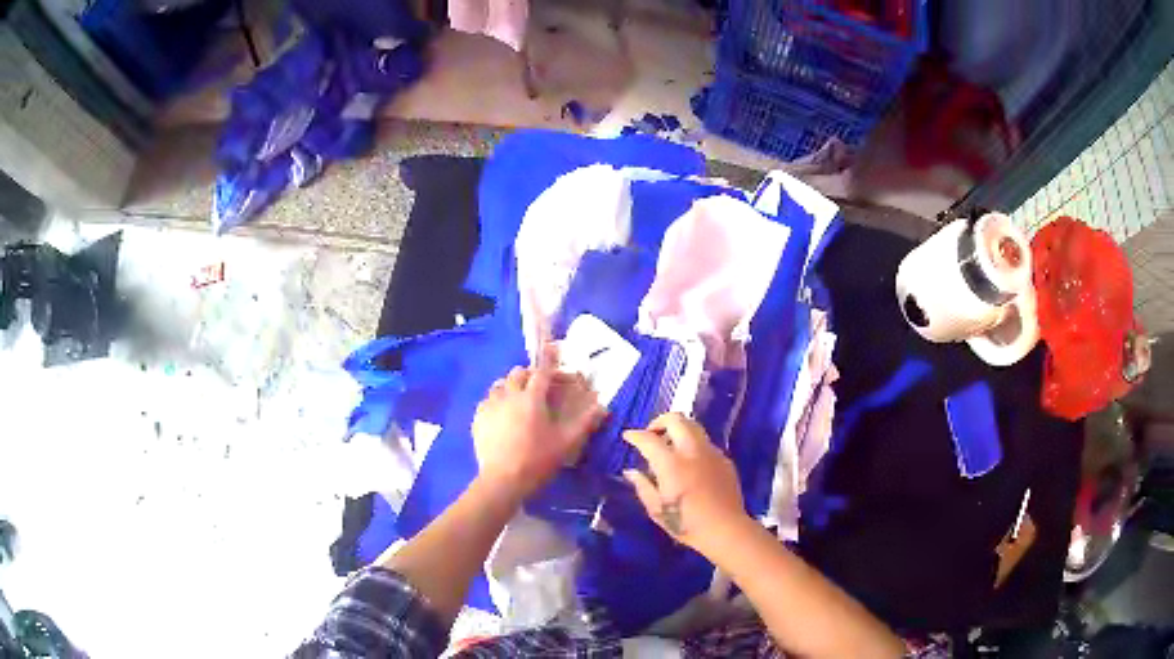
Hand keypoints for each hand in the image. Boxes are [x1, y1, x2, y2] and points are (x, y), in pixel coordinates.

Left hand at [472, 345, 606, 500]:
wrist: (503, 481)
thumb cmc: (538, 460)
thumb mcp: (566, 443)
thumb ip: (585, 422)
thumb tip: (603, 407)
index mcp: (532, 398)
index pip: (543, 371)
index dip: (550, 359)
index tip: (553, 347)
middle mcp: (509, 396)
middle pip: (517, 374)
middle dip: (529, 375)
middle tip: (538, 386)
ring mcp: (490, 407)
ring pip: (499, 385)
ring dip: (510, 386)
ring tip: (517, 398)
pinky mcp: (477, 419)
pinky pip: (487, 401)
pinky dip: (495, 402)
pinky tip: (500, 415)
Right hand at [623, 413, 745, 557]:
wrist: (726, 529)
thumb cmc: (686, 523)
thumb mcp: (657, 509)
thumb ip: (642, 486)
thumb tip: (631, 472)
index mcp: (672, 464)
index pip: (649, 439)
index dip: (635, 435)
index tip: (628, 436)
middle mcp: (692, 451)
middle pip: (676, 419)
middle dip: (660, 421)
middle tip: (652, 434)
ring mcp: (711, 453)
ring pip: (694, 427)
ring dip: (678, 430)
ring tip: (670, 448)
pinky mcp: (724, 459)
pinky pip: (705, 443)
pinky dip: (692, 445)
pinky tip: (690, 465)